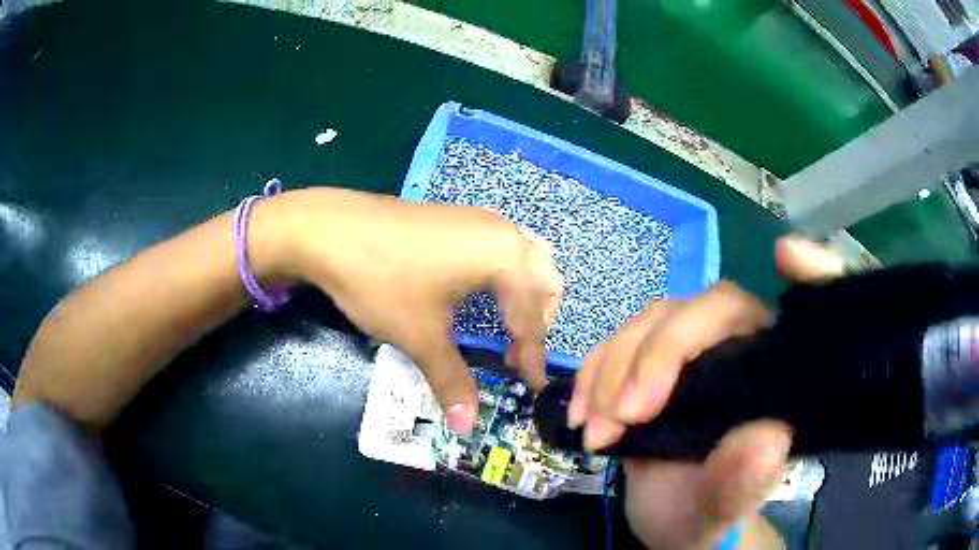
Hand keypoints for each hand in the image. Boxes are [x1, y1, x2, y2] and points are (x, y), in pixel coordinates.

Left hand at [273, 188, 562, 432]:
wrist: (330, 229)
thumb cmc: (381, 280)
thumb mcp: (420, 335)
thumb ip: (452, 381)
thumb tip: (468, 428)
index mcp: (505, 256)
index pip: (531, 317)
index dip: (533, 357)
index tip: (531, 388)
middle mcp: (504, 232)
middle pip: (546, 281)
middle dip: (538, 323)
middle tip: (514, 355)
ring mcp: (481, 220)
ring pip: (528, 260)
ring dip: (527, 297)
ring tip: (506, 327)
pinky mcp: (460, 218)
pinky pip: (505, 248)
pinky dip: (508, 277)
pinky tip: (484, 294)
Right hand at [567, 236, 843, 547]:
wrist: (665, 521)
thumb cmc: (704, 516)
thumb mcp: (719, 512)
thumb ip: (742, 485)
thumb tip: (767, 439)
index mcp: (775, 378)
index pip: (799, 313)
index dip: (812, 270)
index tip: (786, 255)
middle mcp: (740, 351)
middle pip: (704, 310)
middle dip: (657, 354)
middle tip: (624, 415)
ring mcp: (692, 353)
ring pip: (652, 321)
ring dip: (614, 368)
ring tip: (596, 429)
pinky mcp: (650, 364)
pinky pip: (618, 342)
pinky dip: (594, 372)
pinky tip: (583, 412)